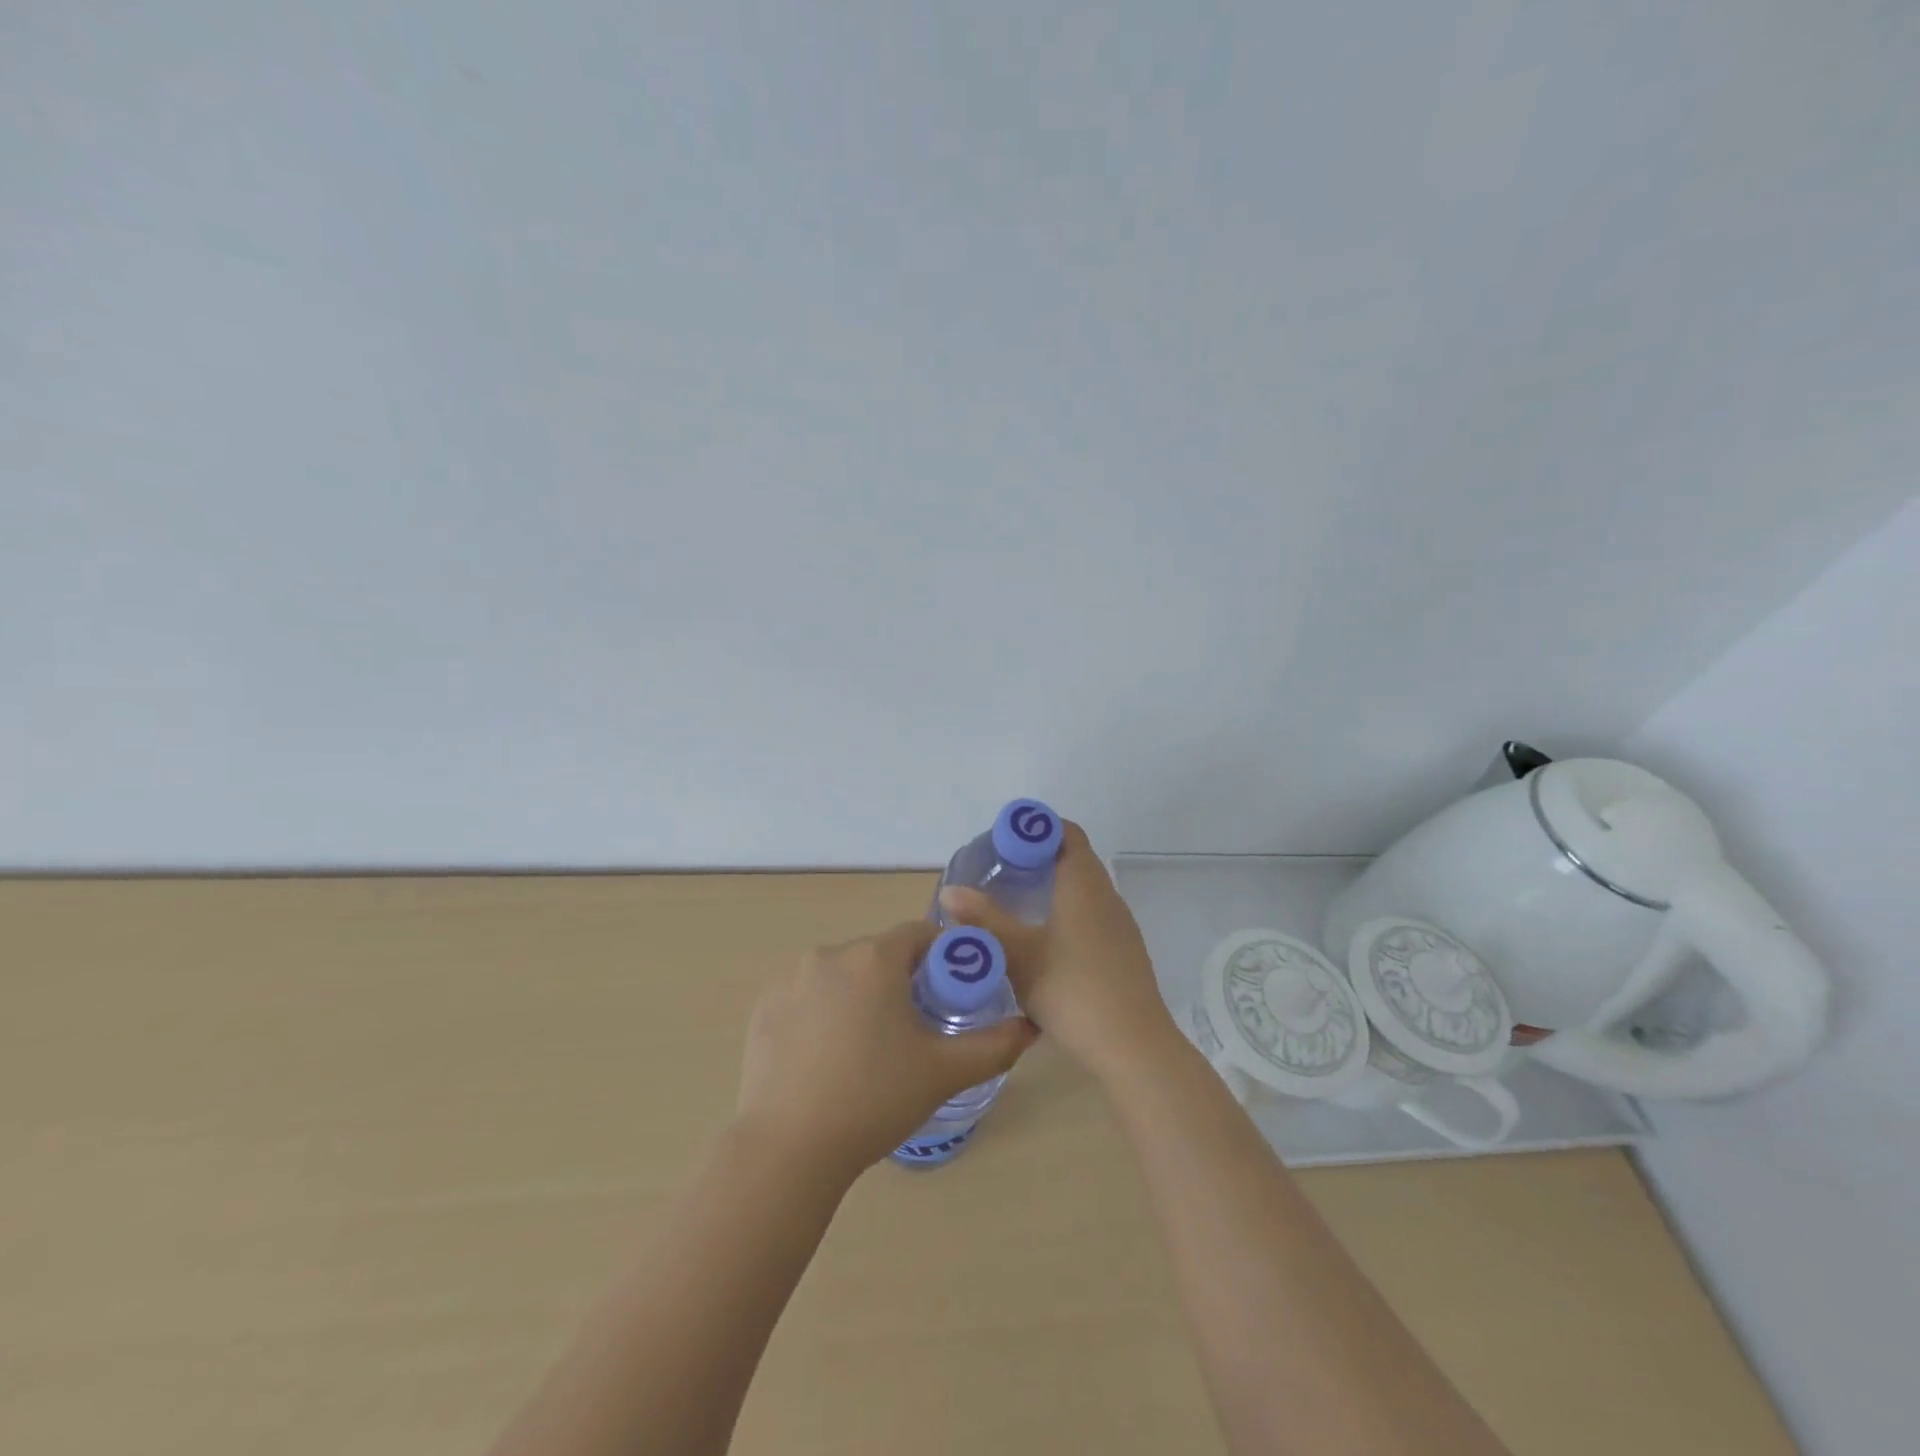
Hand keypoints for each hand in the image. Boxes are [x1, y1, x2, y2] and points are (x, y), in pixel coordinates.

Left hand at [735, 920, 1038, 1180]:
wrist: (788, 1149)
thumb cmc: (874, 1099)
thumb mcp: (944, 1072)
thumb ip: (994, 1045)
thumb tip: (1028, 1027)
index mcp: (875, 958)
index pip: (919, 934)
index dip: (943, 957)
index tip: (951, 993)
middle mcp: (830, 954)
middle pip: (879, 954)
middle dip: (901, 981)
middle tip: (914, 1030)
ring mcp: (790, 979)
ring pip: (842, 975)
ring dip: (861, 995)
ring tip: (868, 1049)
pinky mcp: (764, 1007)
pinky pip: (807, 997)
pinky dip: (823, 1013)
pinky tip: (827, 1058)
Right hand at [939, 821, 1179, 1085]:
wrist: (1133, 1048)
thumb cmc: (1072, 991)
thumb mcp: (1019, 956)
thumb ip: (985, 920)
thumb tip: (950, 890)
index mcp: (1084, 885)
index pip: (1068, 833)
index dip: (1039, 828)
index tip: (1007, 840)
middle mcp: (1107, 897)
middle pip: (1076, 859)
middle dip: (1040, 857)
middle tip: (1001, 870)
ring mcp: (1120, 926)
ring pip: (1085, 890)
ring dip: (1054, 886)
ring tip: (1016, 901)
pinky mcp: (1123, 952)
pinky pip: (1092, 915)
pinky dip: (1067, 912)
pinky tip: (1044, 940)